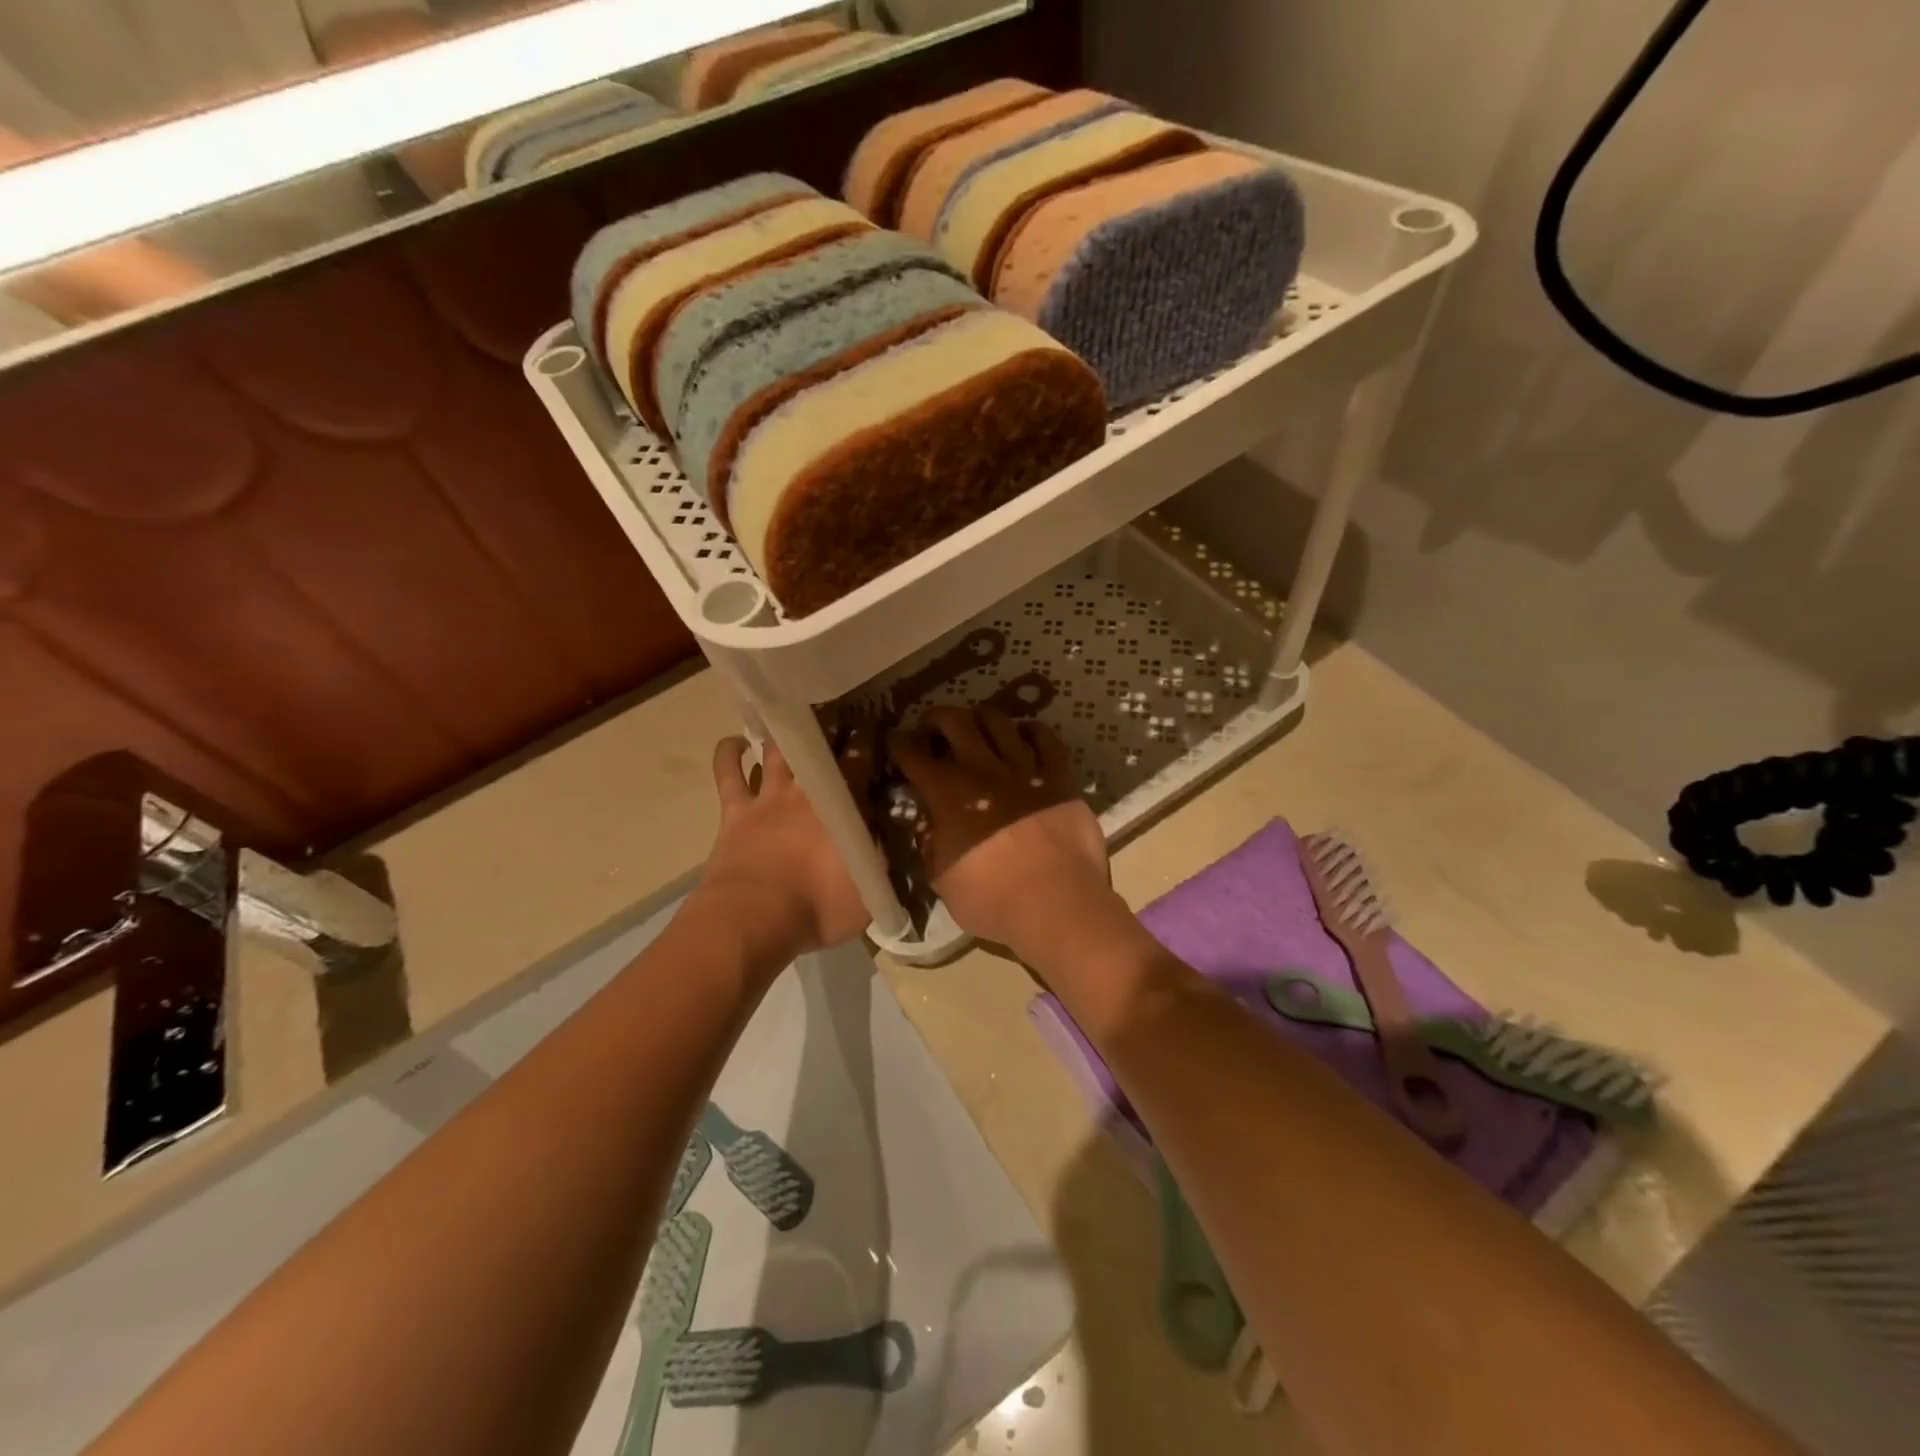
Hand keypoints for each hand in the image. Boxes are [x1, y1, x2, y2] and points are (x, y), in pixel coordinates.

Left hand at [695, 732, 874, 958]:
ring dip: (784, 736)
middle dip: (830, 730)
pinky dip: (729, 754)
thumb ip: (880, 861)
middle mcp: (807, 792)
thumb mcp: (868, 892)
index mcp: (844, 807)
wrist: (756, 919)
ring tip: (790, 719)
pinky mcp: (736, 811)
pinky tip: (735, 743)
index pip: (861, 762)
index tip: (873, 728)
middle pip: (820, 749)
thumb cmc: (818, 908)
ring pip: (777, 753)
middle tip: (836, 718)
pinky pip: (729, 773)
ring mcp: (769, 798)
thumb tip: (889, 840)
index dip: (868, 742)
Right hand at [888, 707, 1110, 952]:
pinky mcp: (1059, 778)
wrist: (1055, 904)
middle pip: (955, 721)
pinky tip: (1024, 735)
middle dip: (937, 718)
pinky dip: (1032, 731)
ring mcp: (1024, 769)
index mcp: (947, 793)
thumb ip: (929, 844)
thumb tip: (926, 824)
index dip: (898, 743)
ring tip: (977, 726)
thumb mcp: (940, 879)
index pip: (912, 754)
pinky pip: (1046, 739)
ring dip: (981, 717)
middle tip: (933, 728)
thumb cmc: (991, 900)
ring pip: (999, 722)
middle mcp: (982, 770)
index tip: (895, 742)